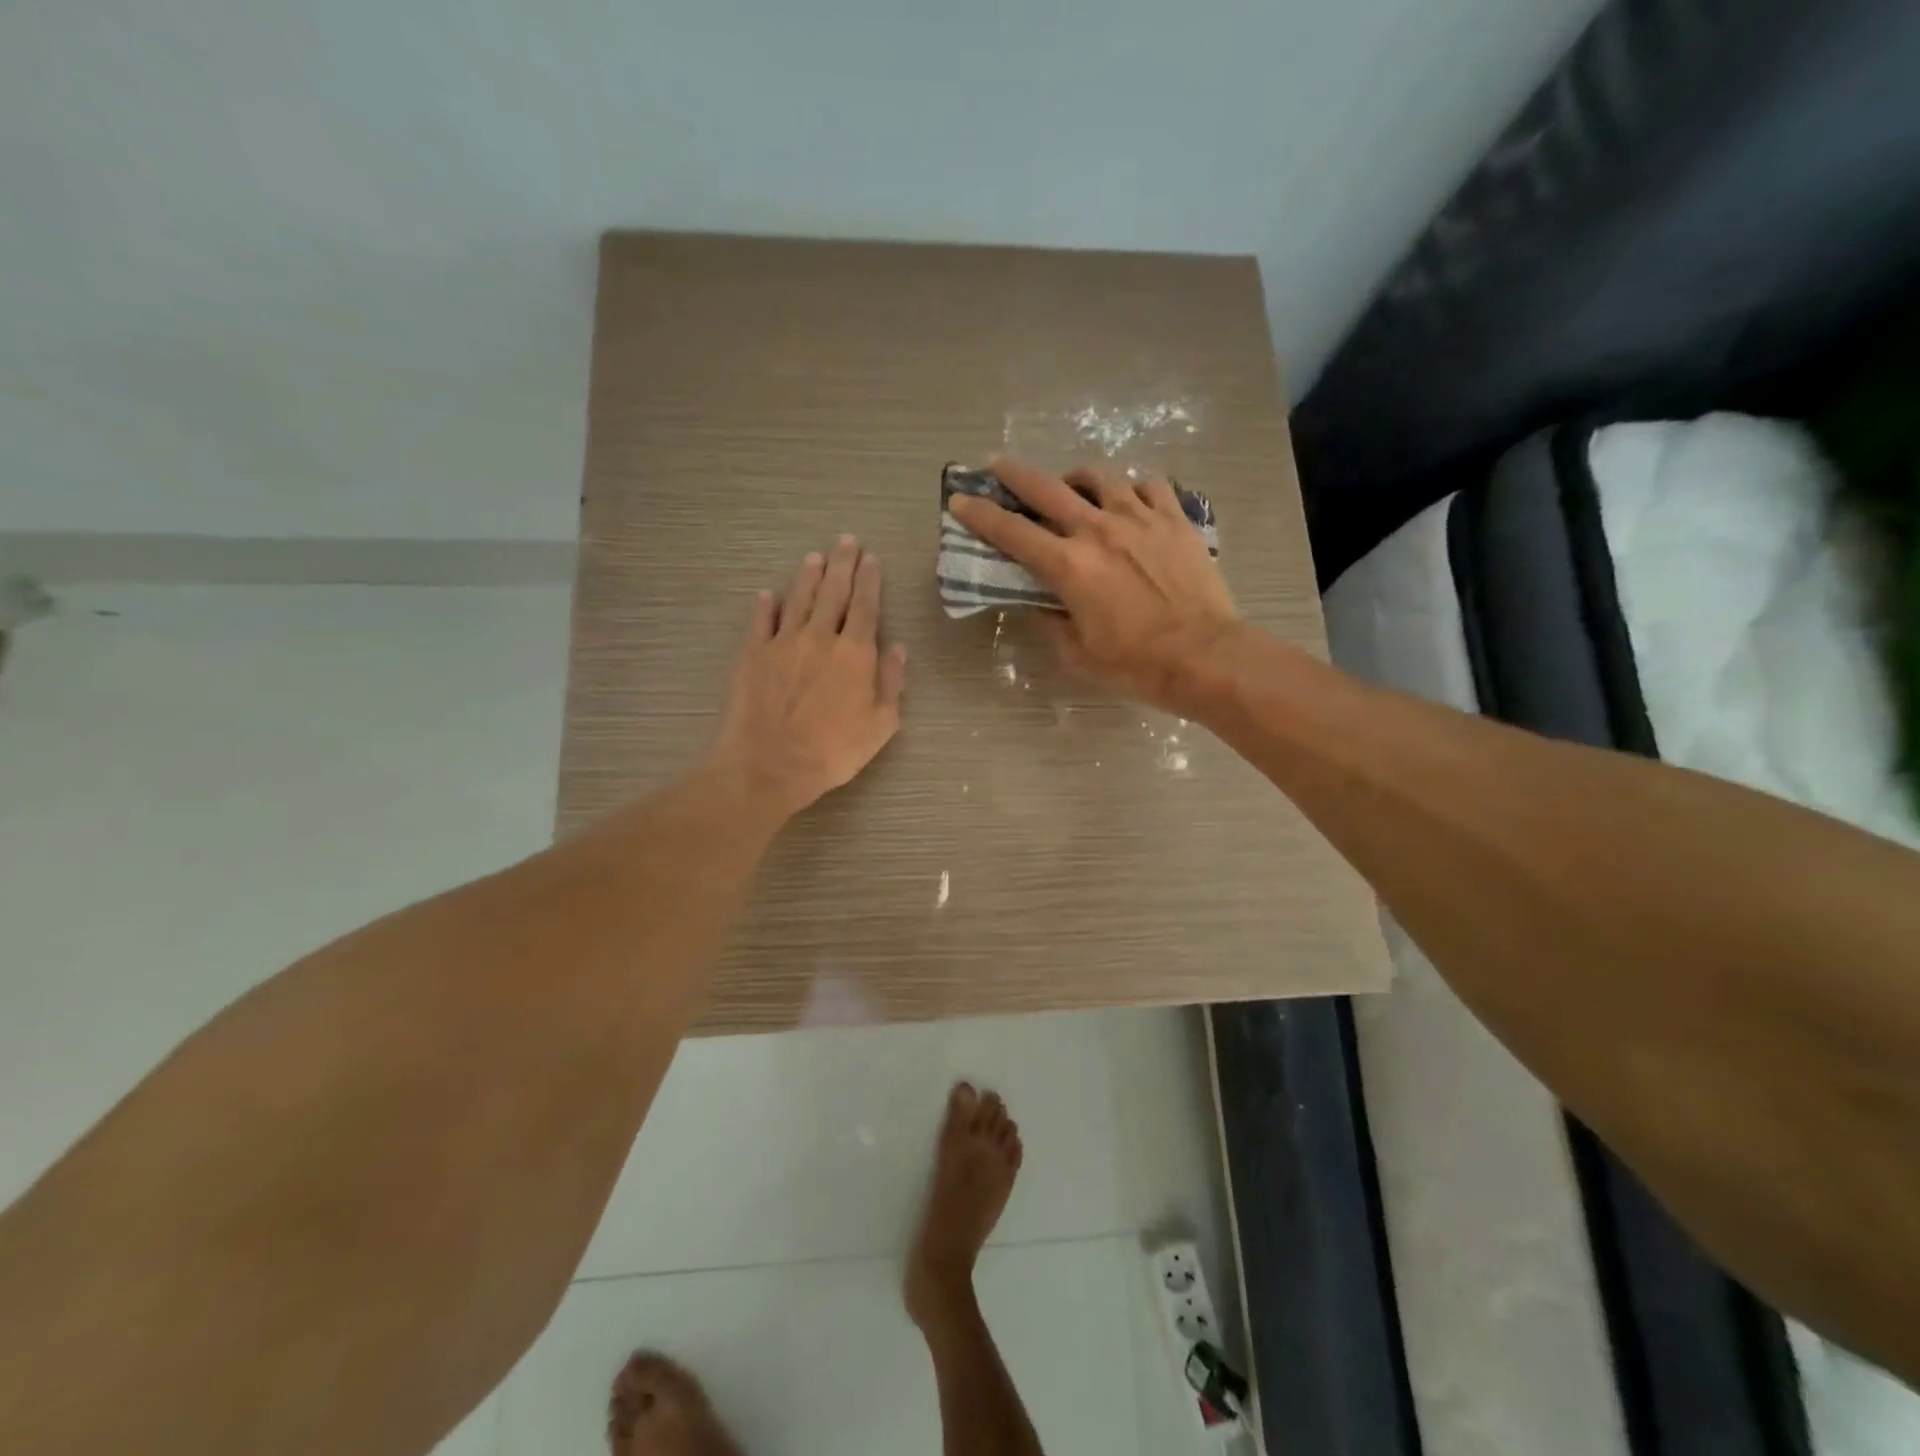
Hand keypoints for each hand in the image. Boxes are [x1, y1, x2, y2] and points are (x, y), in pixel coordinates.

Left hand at [708, 535, 907, 819]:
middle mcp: (819, 637)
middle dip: (842, 563)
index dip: (869, 580)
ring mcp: (782, 642)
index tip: (871, 559)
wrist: (769, 765)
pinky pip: (761, 620)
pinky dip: (766, 604)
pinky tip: (768, 594)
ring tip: (815, 557)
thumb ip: (891, 682)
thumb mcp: (881, 725)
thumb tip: (897, 648)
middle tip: (846, 541)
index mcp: (855, 653)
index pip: (865, 606)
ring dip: (808, 575)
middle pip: (833, 591)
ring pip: (798, 598)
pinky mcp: (752, 654)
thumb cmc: (833, 751)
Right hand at [946, 457, 1240, 709]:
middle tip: (998, 467)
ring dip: (1076, 480)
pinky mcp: (1175, 519)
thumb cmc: (1136, 665)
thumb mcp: (1078, 654)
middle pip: (1047, 488)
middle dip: (1015, 475)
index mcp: (1069, 566)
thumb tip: (1044, 605)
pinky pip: (1149, 486)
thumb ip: (1052, 623)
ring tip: (1074, 489)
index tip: (960, 500)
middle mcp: (1099, 530)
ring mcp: (1141, 518)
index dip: (980, 515)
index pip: (1012, 532)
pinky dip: (1131, 489)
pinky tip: (1130, 501)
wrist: (1205, 657)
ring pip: (1100, 477)